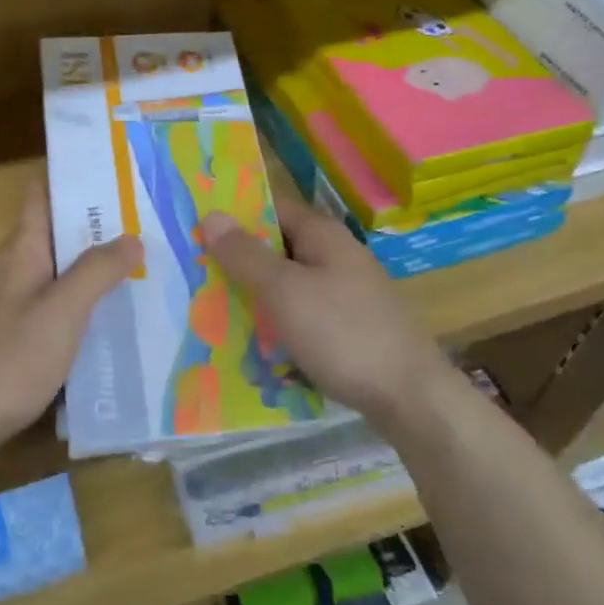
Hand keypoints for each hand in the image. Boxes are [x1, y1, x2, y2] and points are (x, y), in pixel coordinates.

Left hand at [0, 180, 142, 456]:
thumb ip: (97, 272)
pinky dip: (55, 305)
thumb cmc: (8, 362)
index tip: (109, 174)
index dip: (69, 179)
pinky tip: (79, 331)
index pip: (39, 196)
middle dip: (86, 232)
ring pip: (36, 274)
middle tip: (136, 236)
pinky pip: (26, 305)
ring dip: (72, 273)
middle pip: (44, 236)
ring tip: (118, 282)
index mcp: (17, 252)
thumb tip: (131, 237)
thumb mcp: (63, 314)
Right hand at [201, 195, 445, 424]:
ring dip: (256, 295)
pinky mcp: (349, 326)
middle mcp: (336, 256)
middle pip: (278, 248)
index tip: (195, 230)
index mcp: (323, 236)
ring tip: (213, 311)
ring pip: (289, 284)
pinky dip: (278, 322)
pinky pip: (303, 314)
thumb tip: (212, 215)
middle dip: (239, 261)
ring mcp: (346, 292)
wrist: (409, 396)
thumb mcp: (284, 291)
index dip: (235, 216)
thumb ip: (246, 255)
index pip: (271, 208)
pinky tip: (254, 343)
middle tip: (195, 276)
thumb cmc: (341, 333)